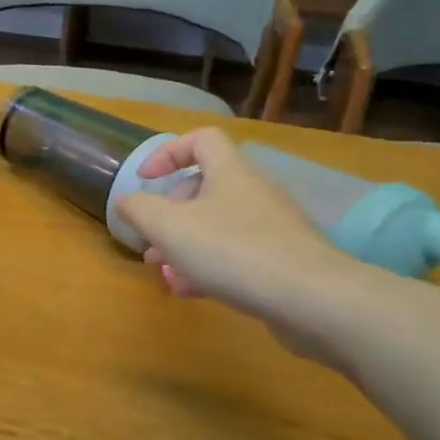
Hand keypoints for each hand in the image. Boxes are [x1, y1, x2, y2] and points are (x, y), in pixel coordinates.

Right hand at [115, 130, 364, 331]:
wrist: (314, 299)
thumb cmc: (233, 251)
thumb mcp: (170, 227)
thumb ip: (139, 210)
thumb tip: (125, 200)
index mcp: (230, 173)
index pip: (202, 139)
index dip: (168, 153)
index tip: (146, 180)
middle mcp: (254, 193)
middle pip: (206, 188)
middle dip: (171, 213)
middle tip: (151, 240)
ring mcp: (273, 228)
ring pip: (218, 226)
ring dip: (186, 245)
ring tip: (164, 271)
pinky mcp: (284, 261)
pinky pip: (238, 255)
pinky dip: (210, 267)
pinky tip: (192, 291)